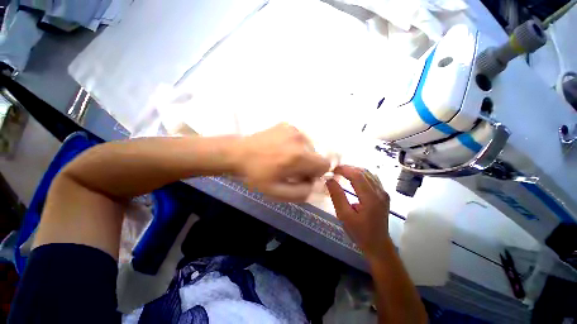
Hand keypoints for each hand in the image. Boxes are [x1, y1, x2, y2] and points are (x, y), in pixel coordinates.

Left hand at [236, 123, 330, 200]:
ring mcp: (293, 129)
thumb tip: (315, 185)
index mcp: (299, 156)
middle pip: (317, 156)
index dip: (316, 174)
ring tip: (284, 159)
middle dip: (308, 165)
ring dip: (302, 155)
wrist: (237, 153)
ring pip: (309, 147)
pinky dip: (295, 146)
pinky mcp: (287, 125)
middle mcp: (300, 139)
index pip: (325, 164)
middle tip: (291, 170)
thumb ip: (301, 193)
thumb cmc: (256, 175)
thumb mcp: (277, 192)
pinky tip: (280, 149)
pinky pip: (300, 139)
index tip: (303, 177)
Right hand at [326, 165, 391, 258]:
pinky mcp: (383, 194)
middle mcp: (380, 192)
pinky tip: (353, 177)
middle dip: (348, 168)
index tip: (332, 170)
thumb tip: (329, 179)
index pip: (357, 175)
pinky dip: (360, 174)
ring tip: (342, 173)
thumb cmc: (359, 232)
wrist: (378, 245)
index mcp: (371, 198)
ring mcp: (383, 192)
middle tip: (335, 171)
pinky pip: (372, 178)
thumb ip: (337, 196)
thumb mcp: (344, 216)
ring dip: (354, 170)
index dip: (344, 169)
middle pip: (363, 172)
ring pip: (368, 173)